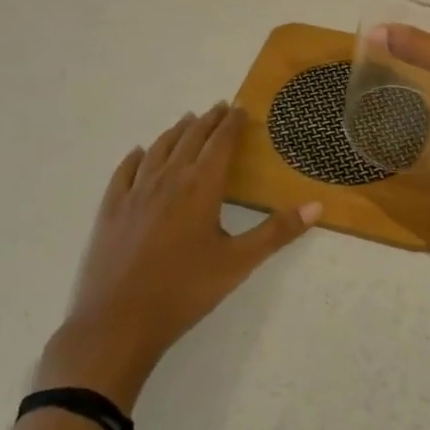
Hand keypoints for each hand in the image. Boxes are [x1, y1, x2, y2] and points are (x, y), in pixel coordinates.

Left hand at [37, 105, 320, 410]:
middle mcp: (169, 178)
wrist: (118, 322)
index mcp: (202, 186)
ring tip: (187, 121)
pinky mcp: (111, 208)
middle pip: (191, 138)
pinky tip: (139, 153)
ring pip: (159, 148)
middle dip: (208, 120)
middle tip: (219, 107)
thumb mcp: (238, 263)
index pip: (221, 142)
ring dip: (176, 131)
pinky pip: (125, 171)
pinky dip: (136, 156)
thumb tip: (317, 205)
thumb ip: (277, 232)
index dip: (232, 123)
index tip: (240, 108)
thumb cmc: (184, 291)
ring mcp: (136, 191)